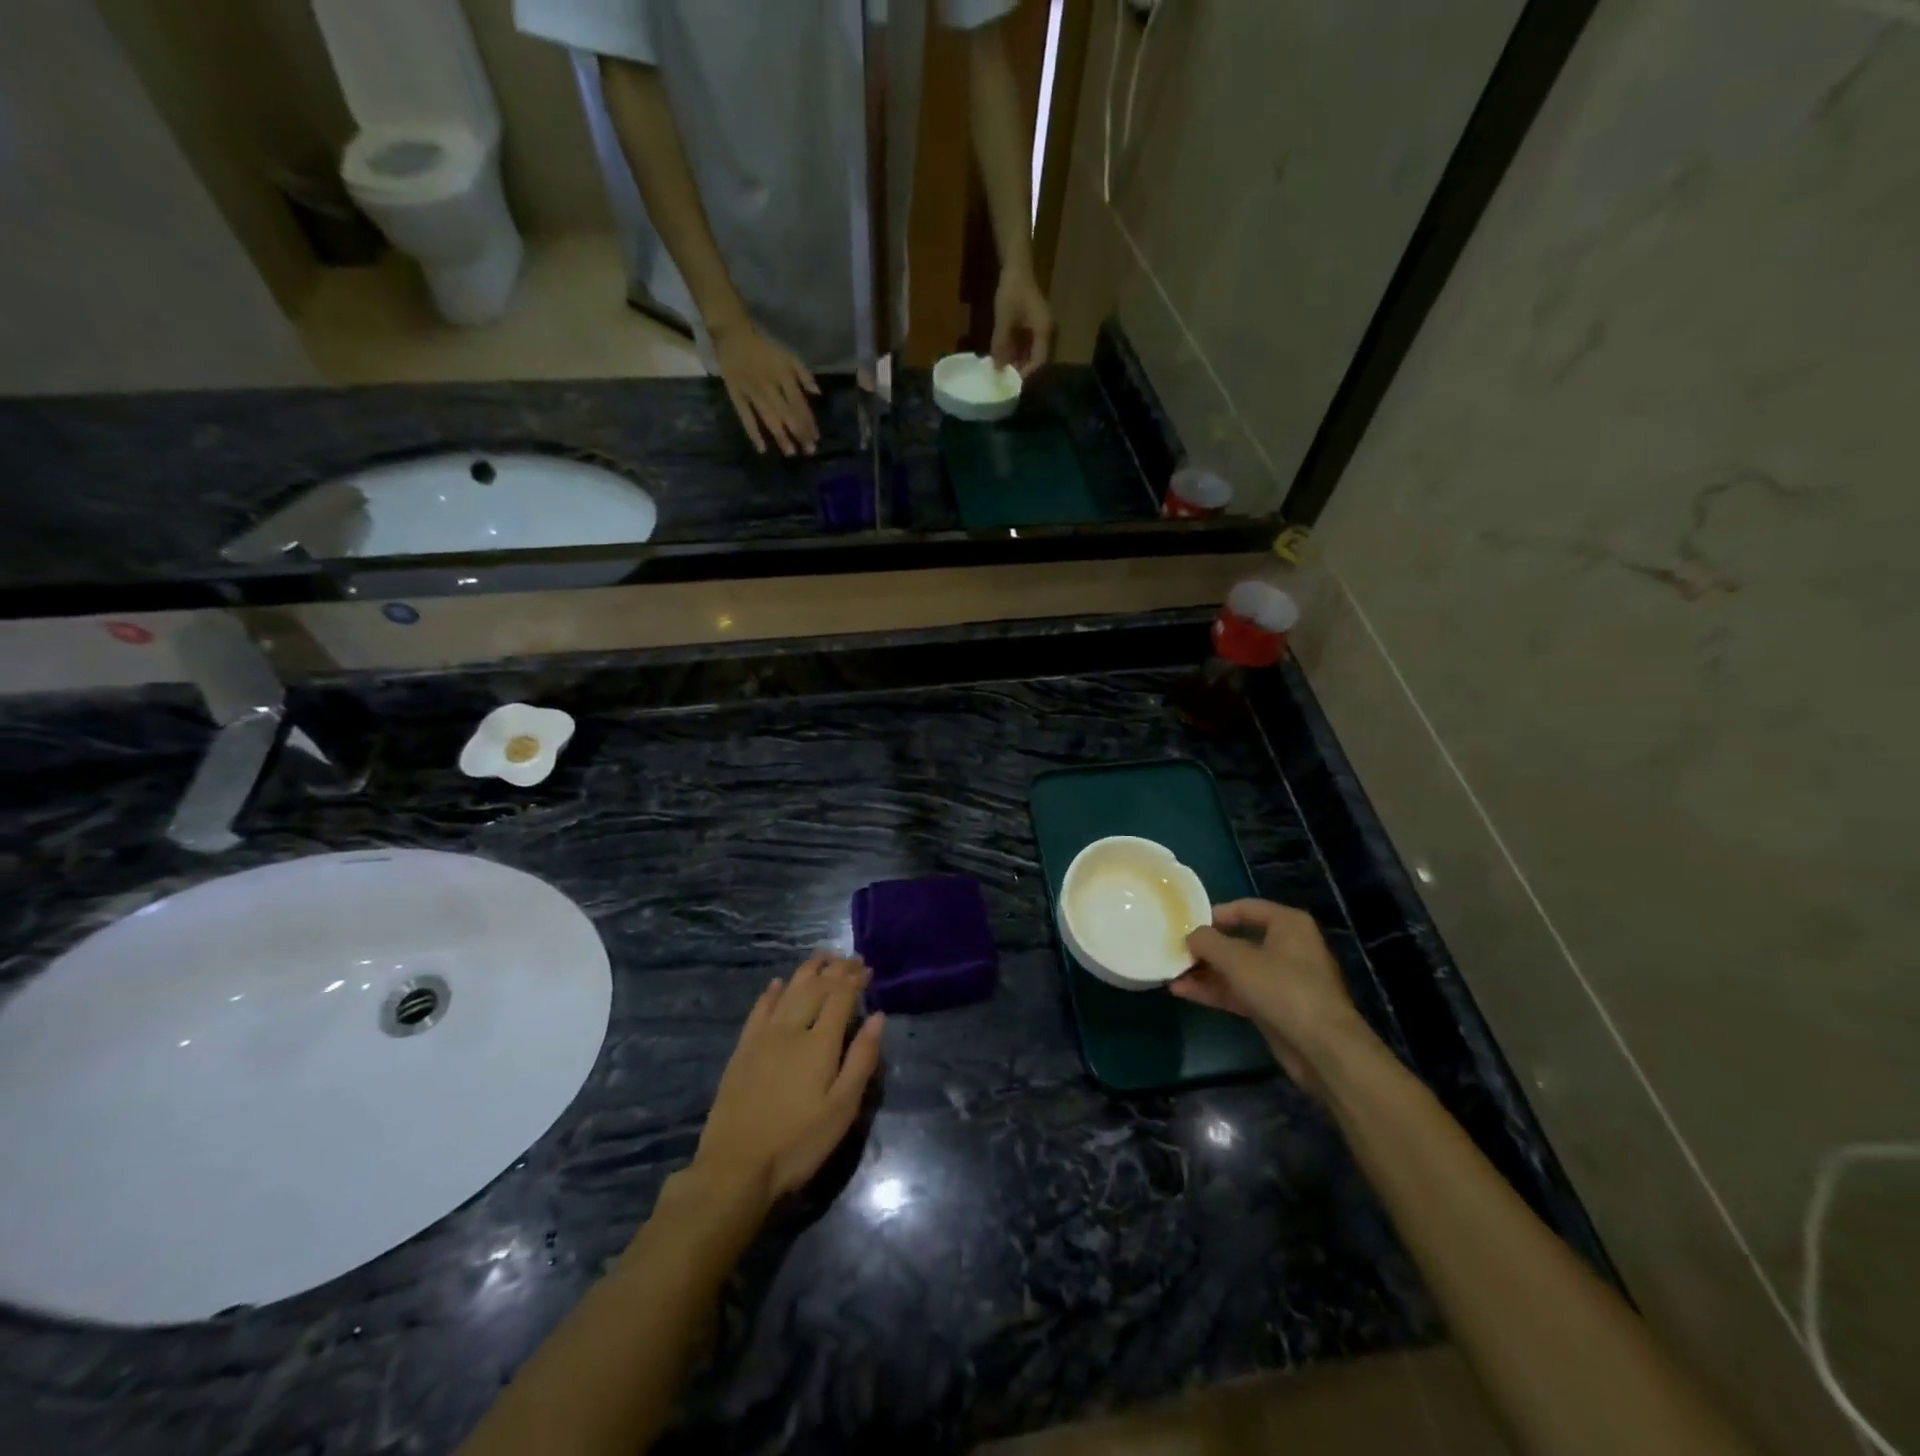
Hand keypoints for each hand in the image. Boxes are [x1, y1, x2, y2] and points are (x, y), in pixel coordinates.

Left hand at [693, 954, 883, 1208]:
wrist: (735, 1169)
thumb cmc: (798, 1143)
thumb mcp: (842, 1109)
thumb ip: (862, 1059)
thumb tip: (877, 1015)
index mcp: (820, 1043)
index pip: (840, 996)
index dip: (854, 979)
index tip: (867, 968)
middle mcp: (791, 1029)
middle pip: (815, 987)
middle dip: (835, 969)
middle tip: (850, 959)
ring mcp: (762, 1037)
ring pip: (788, 991)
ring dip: (807, 971)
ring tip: (821, 957)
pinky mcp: (742, 1050)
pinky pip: (759, 1010)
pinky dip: (772, 993)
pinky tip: (778, 984)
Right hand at [711, 317, 820, 456]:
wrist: (732, 332)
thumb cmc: (763, 345)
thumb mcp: (787, 354)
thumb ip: (803, 373)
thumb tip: (818, 393)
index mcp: (783, 375)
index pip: (800, 403)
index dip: (809, 422)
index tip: (816, 438)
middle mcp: (770, 386)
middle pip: (787, 413)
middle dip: (799, 433)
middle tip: (809, 451)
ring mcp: (752, 391)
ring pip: (769, 417)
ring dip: (781, 436)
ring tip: (791, 453)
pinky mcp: (736, 395)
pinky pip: (745, 416)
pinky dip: (753, 433)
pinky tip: (762, 448)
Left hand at [991, 265, 1053, 376]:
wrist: (1016, 266)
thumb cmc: (1012, 291)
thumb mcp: (1004, 320)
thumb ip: (1001, 345)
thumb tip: (997, 369)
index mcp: (1044, 332)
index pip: (1039, 362)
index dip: (1025, 375)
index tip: (1011, 383)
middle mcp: (1045, 333)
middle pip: (1035, 360)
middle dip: (1020, 371)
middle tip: (1004, 382)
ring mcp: (1039, 329)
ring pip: (1030, 354)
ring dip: (1016, 363)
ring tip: (1001, 373)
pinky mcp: (1032, 326)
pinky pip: (1026, 345)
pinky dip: (1015, 353)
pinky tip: (1002, 359)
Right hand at [1176, 900, 1372, 1094]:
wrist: (1323, 1048)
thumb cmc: (1282, 988)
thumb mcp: (1237, 959)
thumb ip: (1207, 942)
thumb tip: (1191, 935)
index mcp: (1288, 924)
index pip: (1245, 908)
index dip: (1214, 914)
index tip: (1187, 924)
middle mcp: (1288, 947)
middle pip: (1239, 940)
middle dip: (1206, 948)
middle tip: (1175, 950)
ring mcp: (1283, 980)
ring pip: (1237, 969)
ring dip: (1206, 972)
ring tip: (1171, 973)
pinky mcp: (1277, 1007)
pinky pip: (1240, 991)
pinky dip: (1215, 991)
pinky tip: (1184, 992)